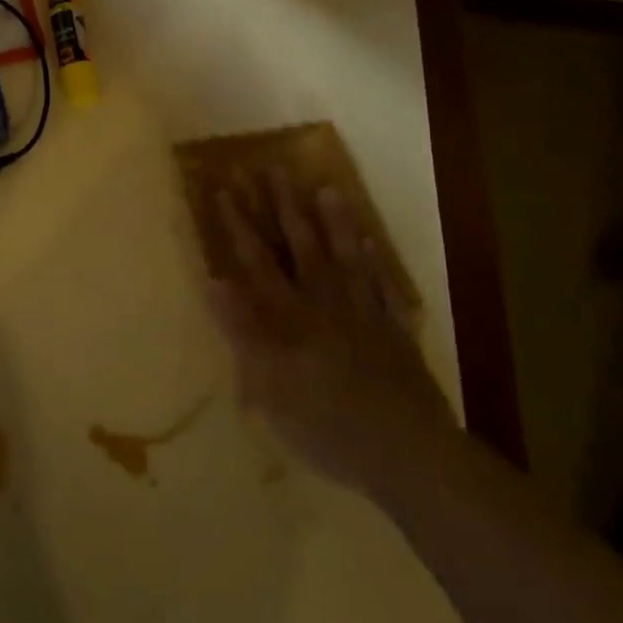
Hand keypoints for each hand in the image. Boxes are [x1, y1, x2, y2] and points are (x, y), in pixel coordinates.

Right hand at [207, 171, 456, 494]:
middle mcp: (326, 305)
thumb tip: (216, 280)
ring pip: (346, 259)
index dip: (239, 225)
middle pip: (302, 248)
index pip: (258, 262)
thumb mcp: (269, 386)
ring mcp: (365, 316)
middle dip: (285, 208)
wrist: (407, 453)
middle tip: (275, 169)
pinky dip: (378, 263)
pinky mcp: (396, 335)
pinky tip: (373, 243)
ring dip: (335, 223)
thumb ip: (243, 330)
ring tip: (328, 187)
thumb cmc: (326, 426)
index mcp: (291, 318)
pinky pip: (384, 288)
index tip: (226, 189)